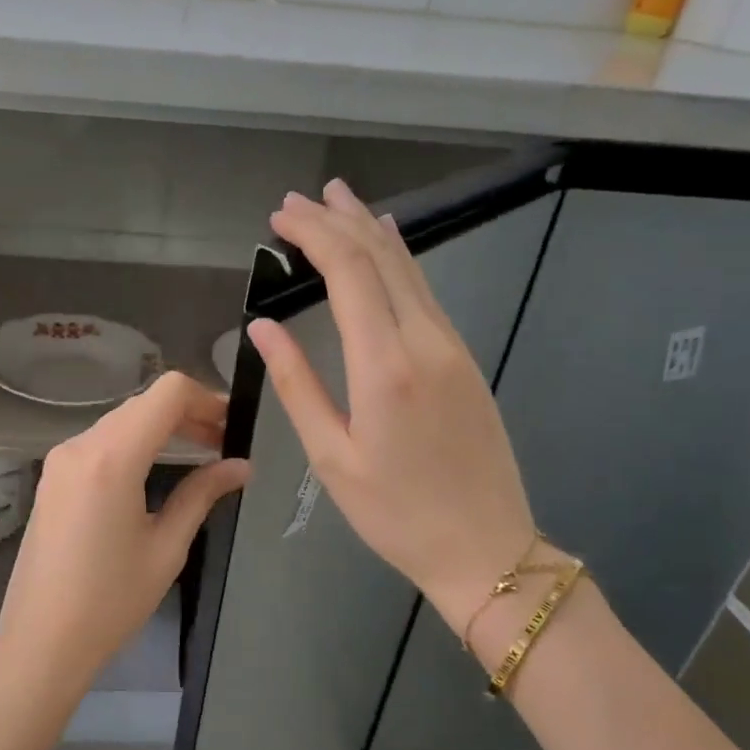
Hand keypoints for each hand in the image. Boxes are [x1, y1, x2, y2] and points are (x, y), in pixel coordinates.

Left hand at [0, 373, 249, 749]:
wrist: (40, 641)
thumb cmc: (110, 602)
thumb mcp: (166, 547)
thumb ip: (203, 494)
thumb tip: (240, 466)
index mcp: (111, 458)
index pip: (167, 393)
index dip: (207, 399)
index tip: (233, 426)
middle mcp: (80, 445)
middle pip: (144, 403)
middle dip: (188, 413)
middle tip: (224, 443)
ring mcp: (60, 459)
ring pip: (122, 420)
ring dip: (161, 427)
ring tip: (199, 454)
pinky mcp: (52, 476)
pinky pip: (101, 441)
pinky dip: (134, 443)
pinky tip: (157, 468)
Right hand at [248, 179, 535, 635]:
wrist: (487, 550)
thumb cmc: (396, 514)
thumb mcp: (332, 456)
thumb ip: (297, 383)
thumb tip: (262, 326)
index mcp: (386, 365)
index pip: (348, 272)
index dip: (313, 234)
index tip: (279, 216)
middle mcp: (425, 341)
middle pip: (380, 257)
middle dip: (336, 220)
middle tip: (297, 199)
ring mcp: (453, 346)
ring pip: (408, 268)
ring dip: (369, 229)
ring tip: (338, 200)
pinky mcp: (465, 359)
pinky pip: (426, 291)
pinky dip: (397, 259)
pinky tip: (386, 246)